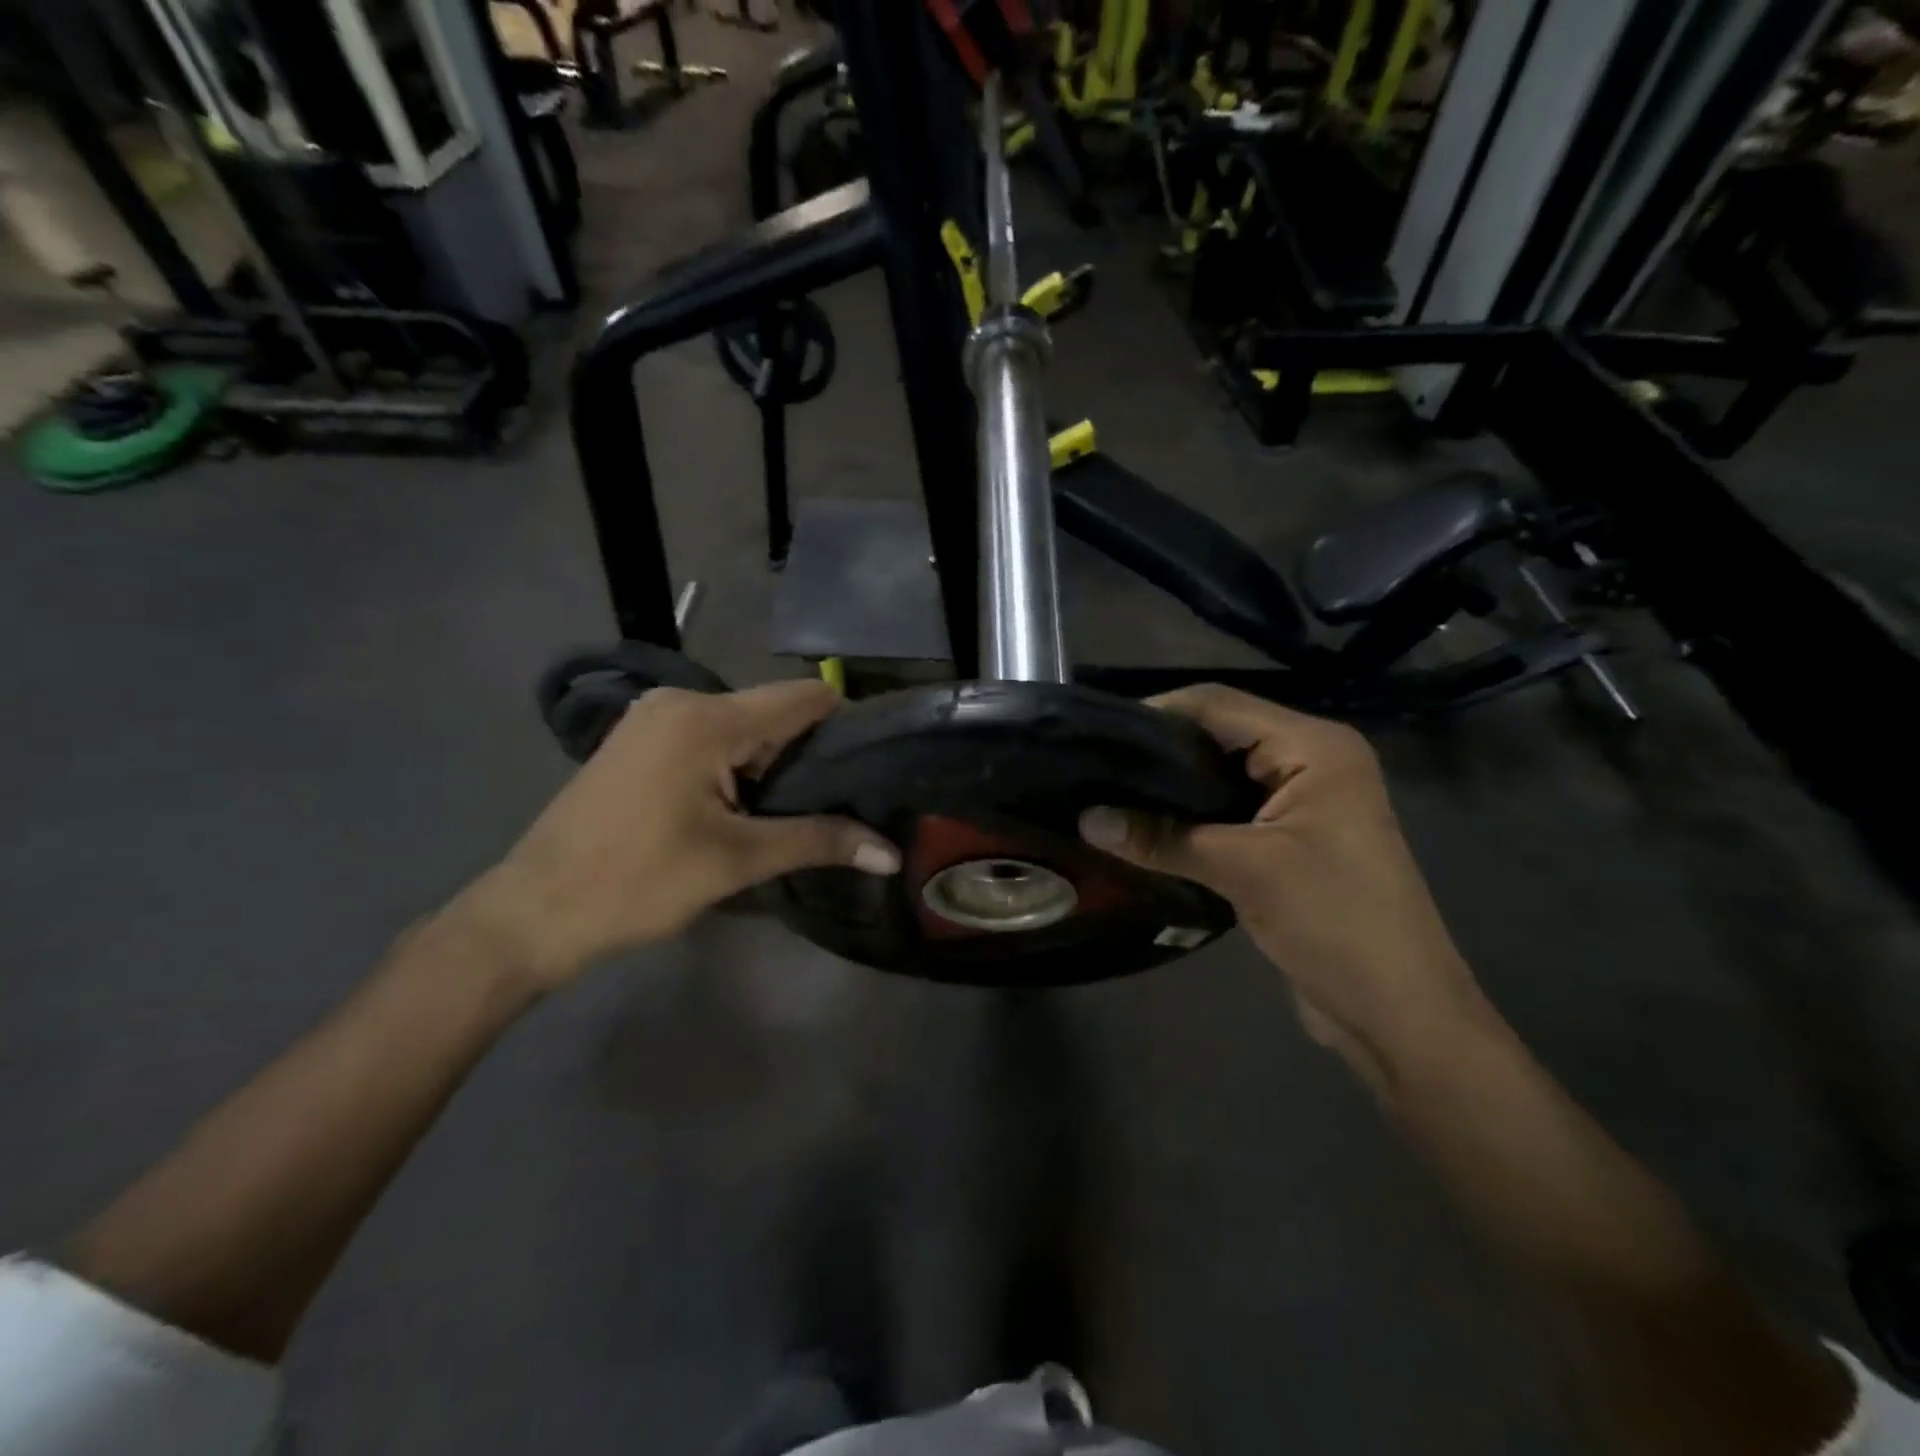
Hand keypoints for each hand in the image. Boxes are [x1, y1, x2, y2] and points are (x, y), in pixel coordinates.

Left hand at [457, 681, 899, 989]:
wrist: (532, 912)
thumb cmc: (636, 882)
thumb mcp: (737, 861)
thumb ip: (819, 841)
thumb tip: (890, 853)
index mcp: (706, 718)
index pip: (804, 698)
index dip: (845, 726)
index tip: (871, 767)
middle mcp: (682, 700)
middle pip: (773, 713)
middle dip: (807, 756)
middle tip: (838, 805)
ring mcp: (655, 716)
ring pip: (743, 728)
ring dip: (771, 766)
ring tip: (794, 813)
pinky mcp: (641, 738)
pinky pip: (711, 737)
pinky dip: (737, 766)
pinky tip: (744, 808)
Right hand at [1080, 686, 1488, 1088]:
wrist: (1399, 1014)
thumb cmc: (1335, 922)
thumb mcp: (1244, 871)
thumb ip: (1162, 839)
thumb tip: (1085, 819)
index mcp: (1314, 747)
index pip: (1219, 705)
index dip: (1158, 712)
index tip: (1098, 732)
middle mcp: (1310, 761)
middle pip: (1218, 735)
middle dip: (1158, 750)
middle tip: (1096, 766)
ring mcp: (1301, 801)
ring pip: (1219, 776)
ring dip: (1170, 788)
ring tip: (1108, 793)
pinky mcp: (1289, 839)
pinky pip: (1228, 812)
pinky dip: (1189, 818)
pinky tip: (1144, 829)